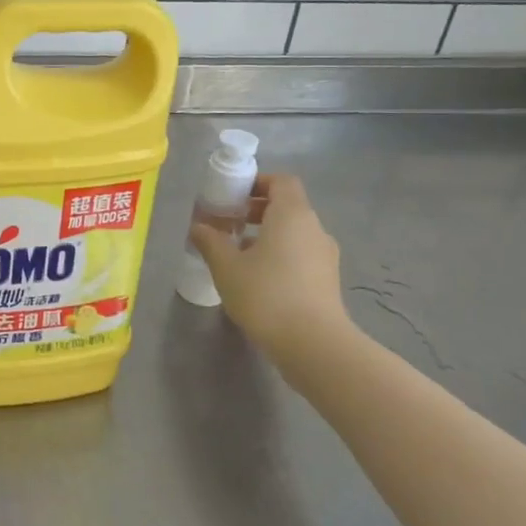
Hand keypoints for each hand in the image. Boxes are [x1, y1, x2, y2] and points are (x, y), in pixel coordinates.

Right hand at [189, 173, 348, 363]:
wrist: (312, 343)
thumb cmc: (265, 294)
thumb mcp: (226, 266)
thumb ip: (210, 241)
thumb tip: (198, 226)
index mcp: (292, 215)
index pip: (281, 181)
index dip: (257, 182)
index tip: (231, 195)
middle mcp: (314, 228)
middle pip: (287, 206)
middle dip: (255, 210)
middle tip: (227, 224)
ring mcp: (325, 255)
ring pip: (293, 232)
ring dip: (266, 235)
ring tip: (237, 254)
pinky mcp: (327, 279)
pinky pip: (300, 254)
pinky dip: (279, 255)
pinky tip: (257, 278)